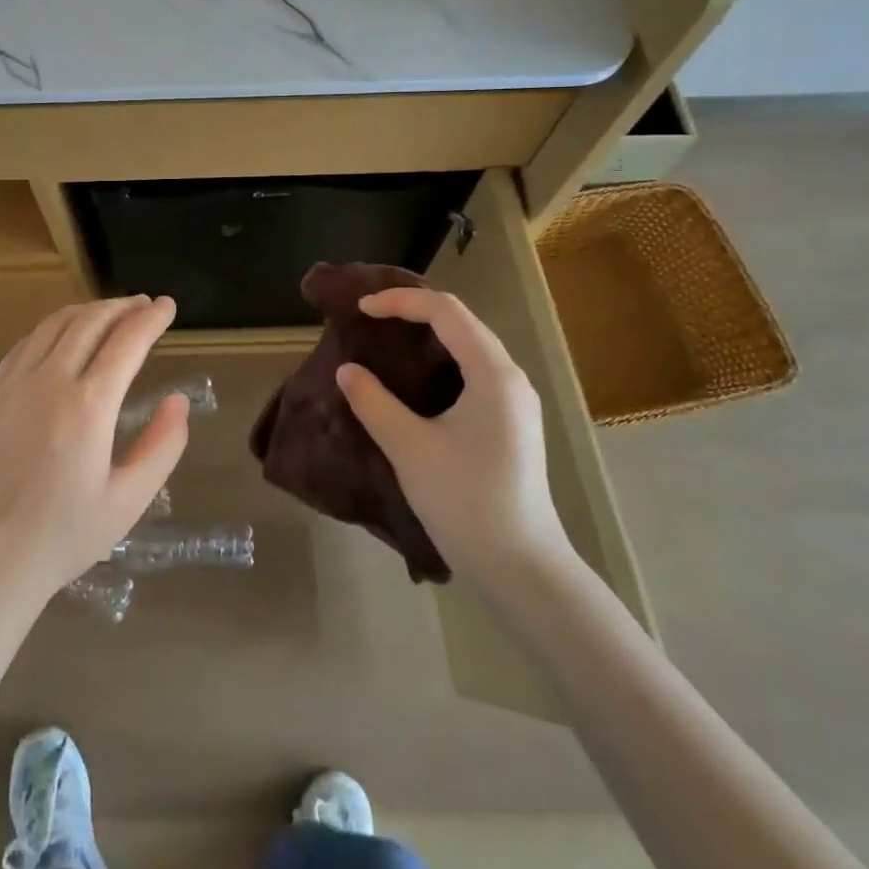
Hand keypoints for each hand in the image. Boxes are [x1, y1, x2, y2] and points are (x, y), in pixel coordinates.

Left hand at [0, 296, 189, 604]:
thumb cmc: (63, 536)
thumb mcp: (128, 500)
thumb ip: (162, 446)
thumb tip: (178, 402)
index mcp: (89, 406)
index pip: (127, 341)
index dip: (151, 318)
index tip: (167, 305)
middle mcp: (50, 381)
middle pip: (90, 322)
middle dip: (122, 306)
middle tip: (143, 304)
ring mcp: (14, 385)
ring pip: (54, 325)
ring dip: (87, 311)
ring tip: (109, 312)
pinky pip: (25, 344)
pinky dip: (52, 328)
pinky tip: (62, 335)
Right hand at [335, 287, 570, 585]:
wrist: (521, 566)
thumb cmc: (466, 502)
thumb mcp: (409, 448)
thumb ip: (374, 403)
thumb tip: (347, 371)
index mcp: (493, 374)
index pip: (445, 311)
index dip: (400, 301)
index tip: (361, 309)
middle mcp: (511, 377)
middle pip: (461, 320)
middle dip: (414, 310)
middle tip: (370, 317)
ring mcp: (516, 399)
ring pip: (470, 344)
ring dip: (429, 333)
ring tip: (387, 339)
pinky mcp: (512, 419)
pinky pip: (475, 368)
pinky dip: (442, 358)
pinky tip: (416, 377)